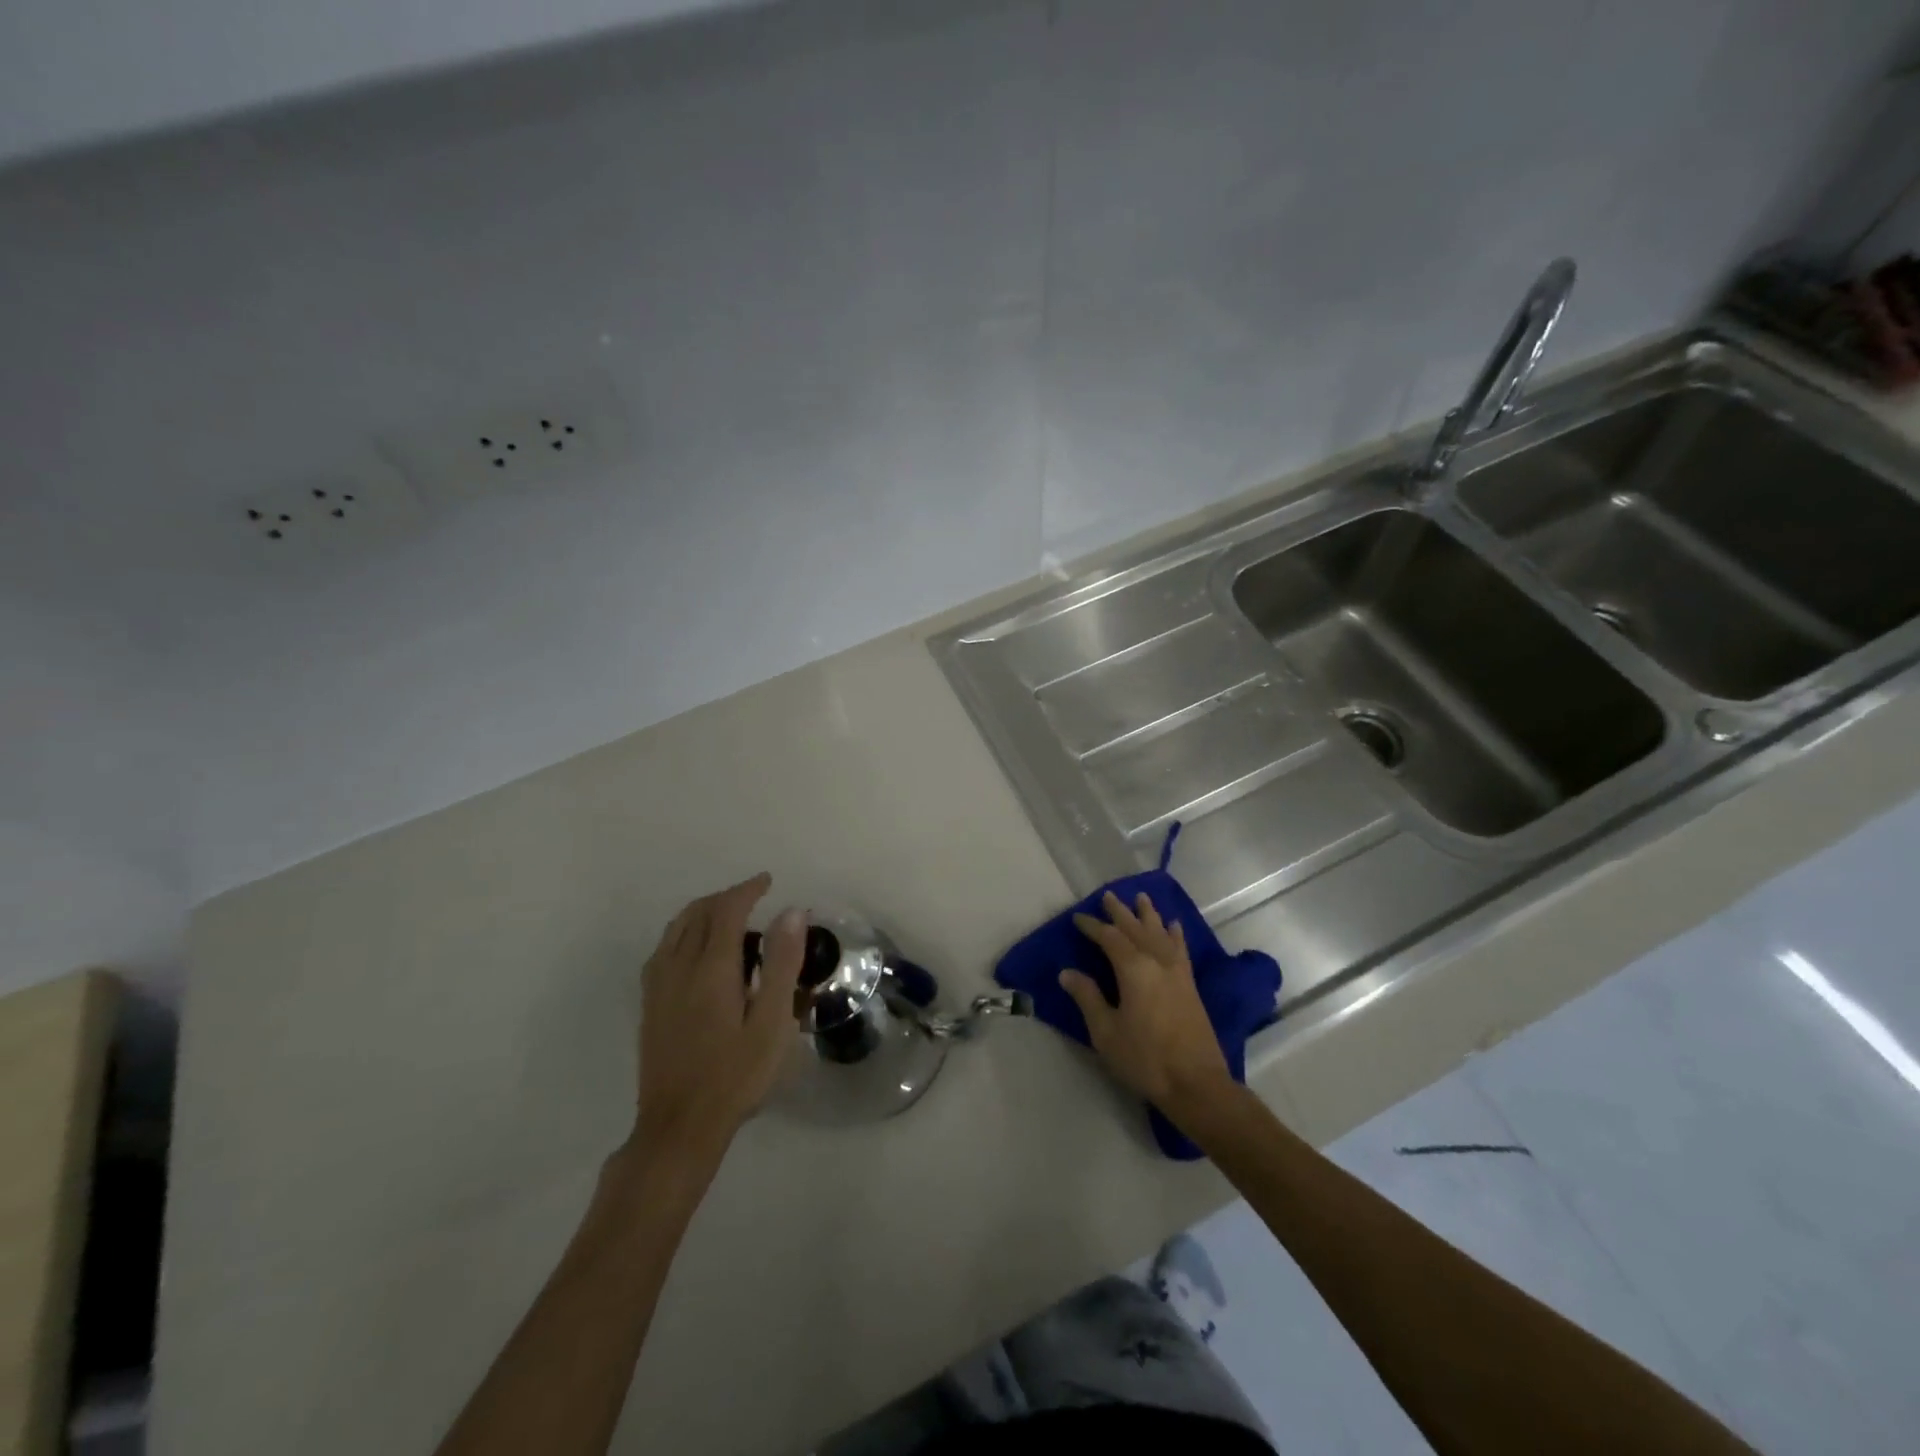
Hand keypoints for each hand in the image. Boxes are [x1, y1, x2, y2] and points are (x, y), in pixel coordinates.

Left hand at [631, 874, 805, 1169]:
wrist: (679, 1127)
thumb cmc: (736, 1076)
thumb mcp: (772, 1022)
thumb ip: (782, 964)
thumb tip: (791, 912)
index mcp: (712, 969)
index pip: (726, 911)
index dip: (747, 890)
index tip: (767, 882)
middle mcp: (678, 968)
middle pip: (697, 914)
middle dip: (725, 897)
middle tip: (753, 897)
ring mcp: (658, 987)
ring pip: (675, 929)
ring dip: (702, 912)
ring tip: (727, 916)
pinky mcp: (649, 1005)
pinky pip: (663, 949)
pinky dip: (683, 932)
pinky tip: (695, 950)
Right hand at [1059, 891, 1233, 1122]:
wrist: (1196, 1084)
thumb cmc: (1145, 1059)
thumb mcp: (1106, 1032)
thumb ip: (1088, 998)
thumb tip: (1068, 973)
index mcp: (1133, 969)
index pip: (1109, 938)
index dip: (1093, 926)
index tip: (1078, 918)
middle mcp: (1157, 962)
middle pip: (1136, 929)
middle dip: (1120, 912)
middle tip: (1108, 896)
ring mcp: (1177, 972)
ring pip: (1160, 933)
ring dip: (1148, 915)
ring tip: (1141, 898)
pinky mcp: (1190, 985)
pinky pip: (1180, 949)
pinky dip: (1175, 935)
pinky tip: (1174, 927)